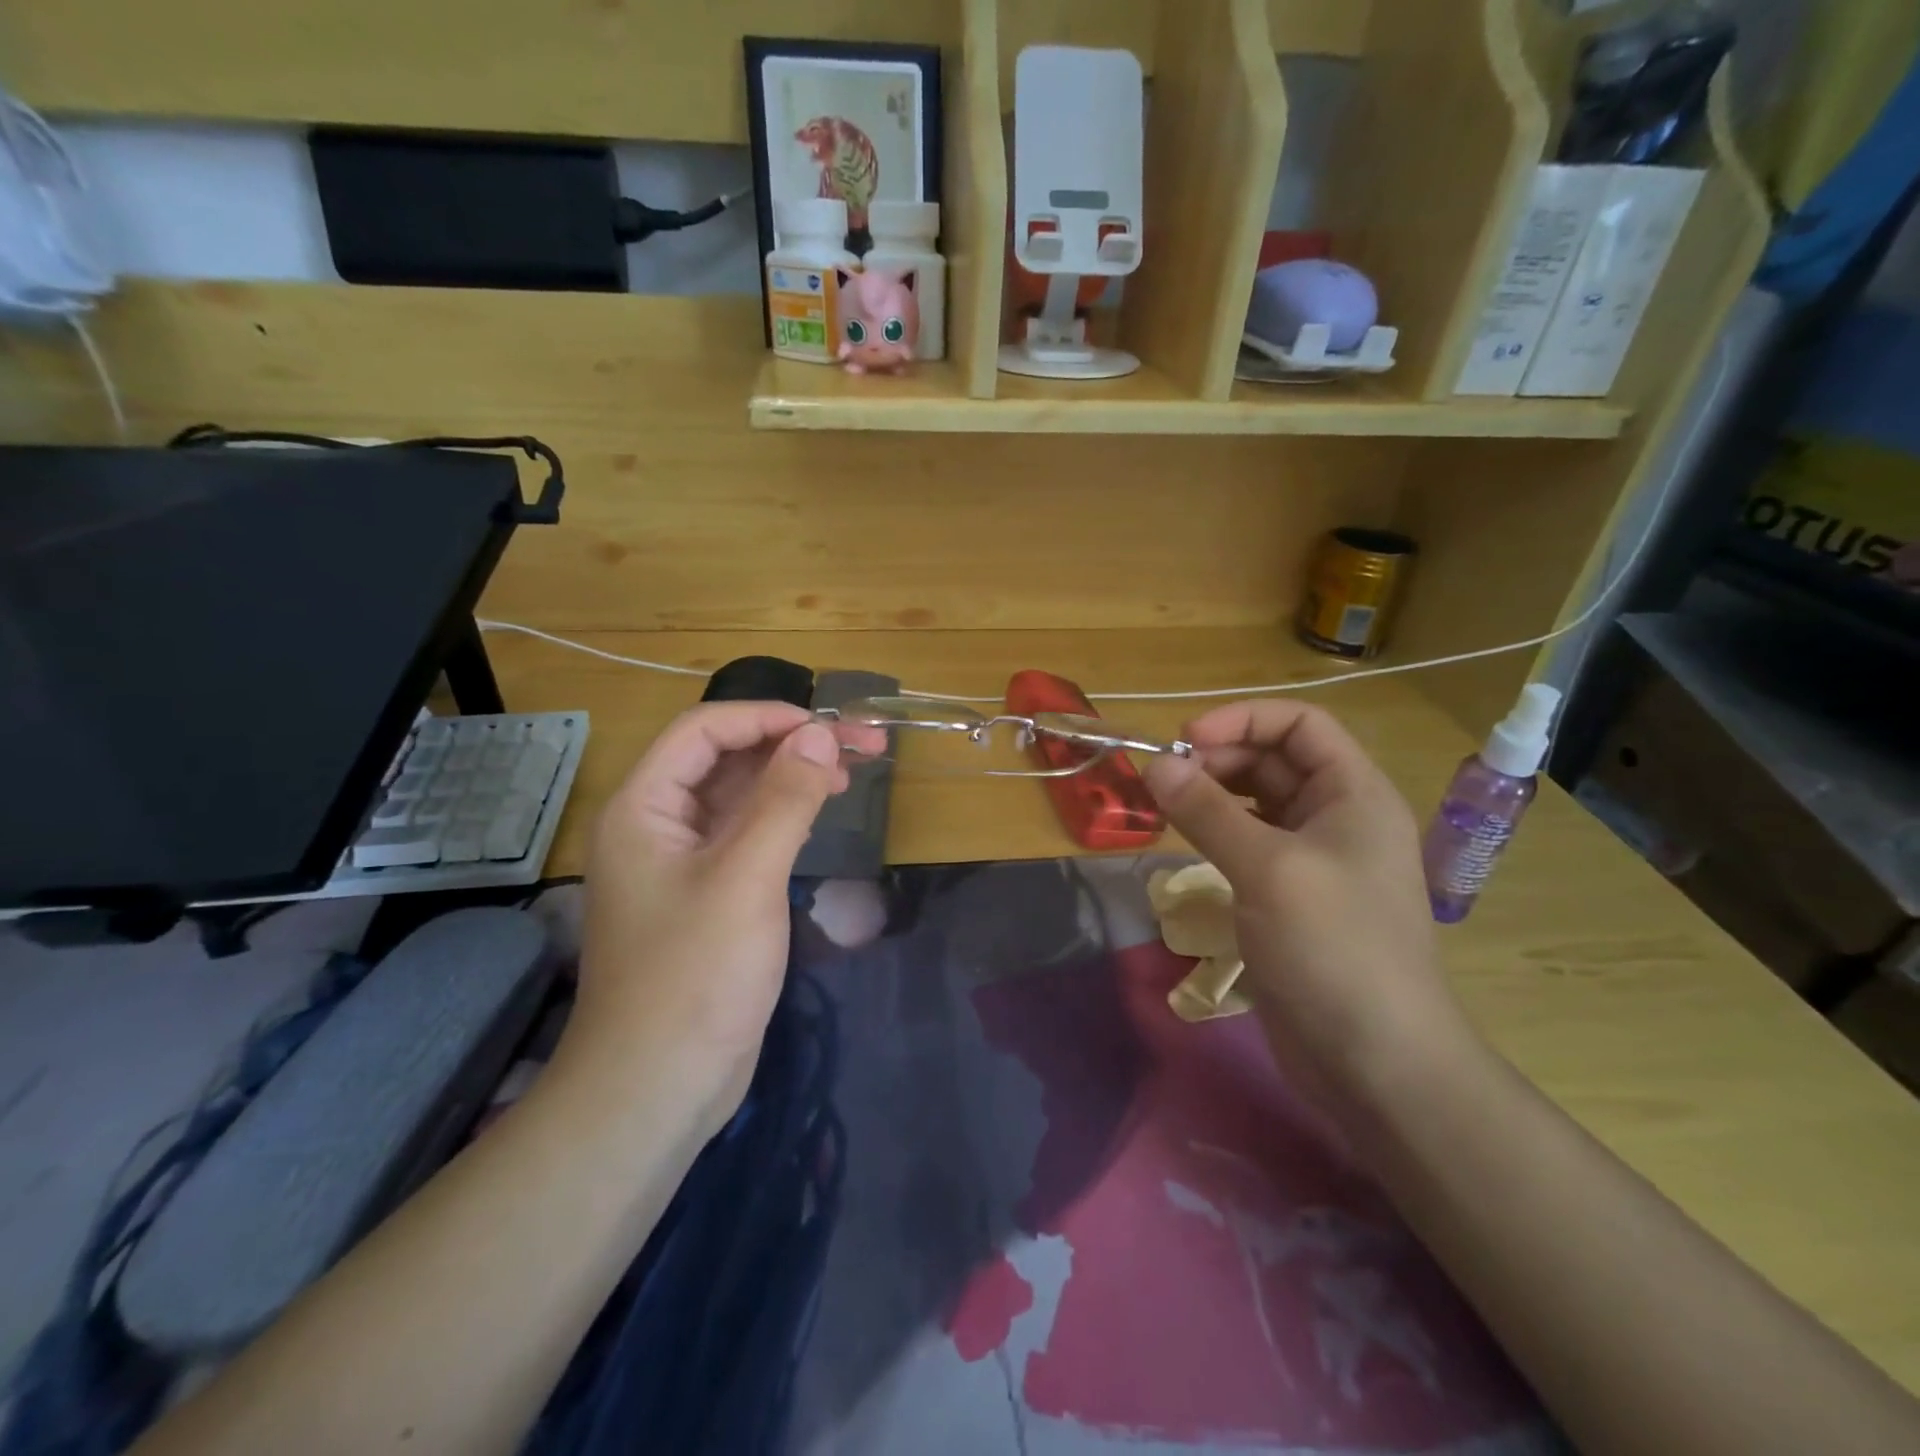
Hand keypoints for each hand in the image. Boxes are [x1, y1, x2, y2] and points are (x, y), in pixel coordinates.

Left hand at [560, 703, 880, 1132]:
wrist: (657, 1087)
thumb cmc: (695, 976)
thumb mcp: (746, 878)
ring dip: (791, 778)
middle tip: (863, 747)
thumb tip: (821, 734)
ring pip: (739, 797)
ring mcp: (681, 862)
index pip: (704, 731)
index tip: (830, 728)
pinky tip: (819, 815)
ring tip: (852, 775)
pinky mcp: (706, 894)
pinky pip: (745, 834)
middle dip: (791, 745)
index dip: (767, 718)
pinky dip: (783, 816)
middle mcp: (657, 824)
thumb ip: (785, 799)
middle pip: (725, 759)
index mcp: (644, 808)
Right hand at [1140, 701, 1476, 1109]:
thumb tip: (1155, 764)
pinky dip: (1216, 834)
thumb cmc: (1333, 947)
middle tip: (1162, 780)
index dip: (1241, 720)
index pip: (1300, 724)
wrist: (1375, 1061)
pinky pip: (1250, 845)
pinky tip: (1186, 845)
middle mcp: (1338, 816)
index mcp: (1354, 793)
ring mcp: (1315, 859)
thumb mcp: (1267, 869)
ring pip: (1257, 803)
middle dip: (1217, 759)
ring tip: (1164, 807)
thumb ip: (1208, 812)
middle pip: (1274, 760)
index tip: (1183, 742)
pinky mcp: (1291, 897)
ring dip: (1211, 796)